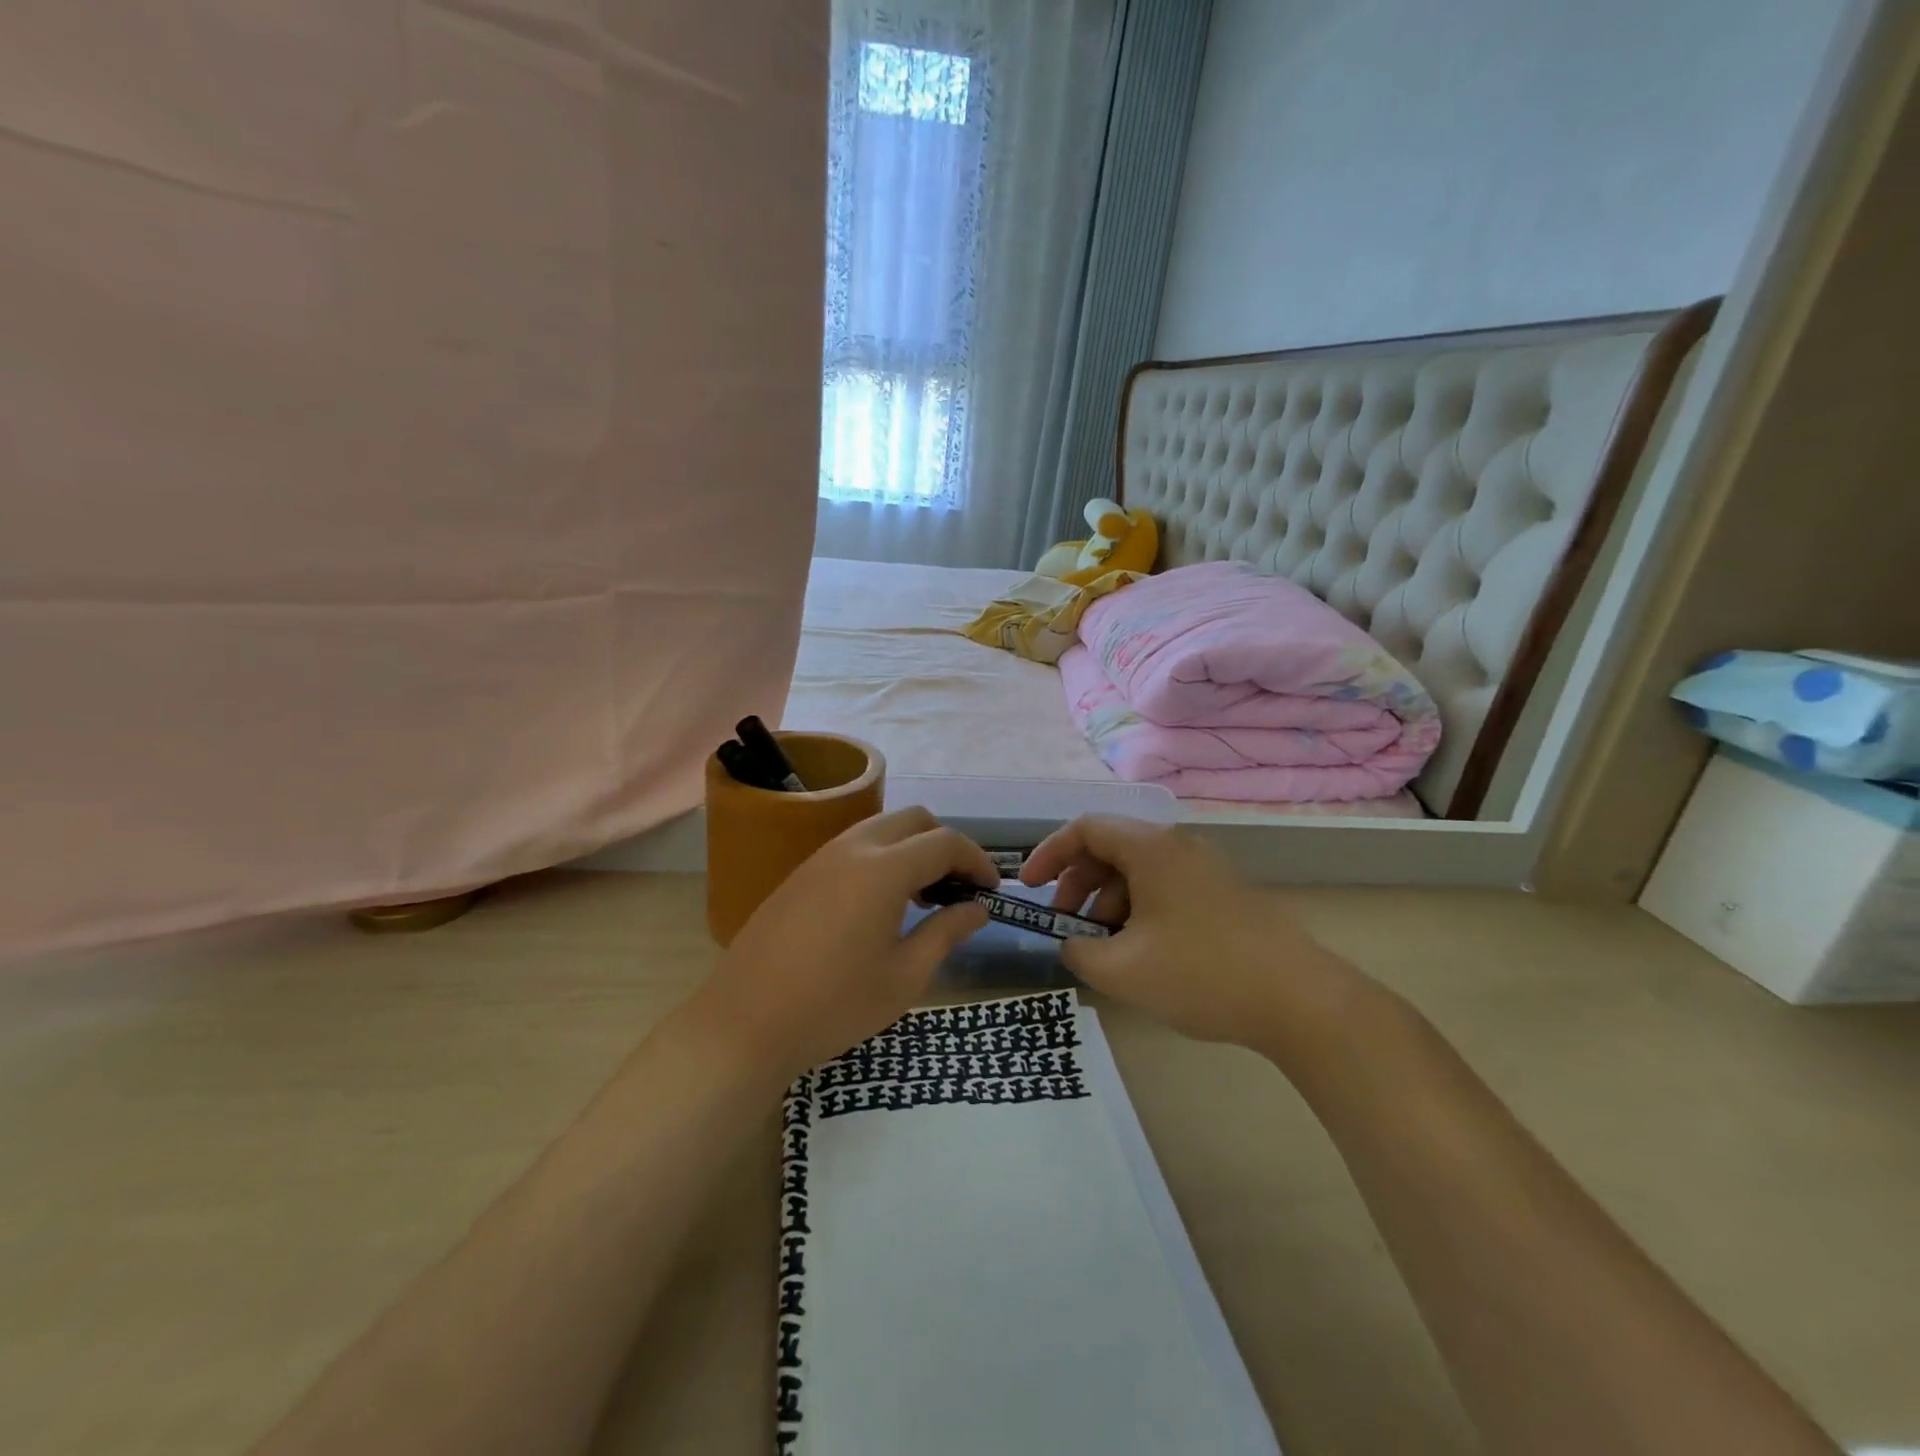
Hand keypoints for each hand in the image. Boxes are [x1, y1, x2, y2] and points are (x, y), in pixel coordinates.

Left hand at [685, 808, 995, 1084]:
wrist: (743, 1024)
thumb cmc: (834, 1006)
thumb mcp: (904, 977)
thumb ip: (946, 932)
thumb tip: (978, 908)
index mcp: (884, 869)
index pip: (945, 842)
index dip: (977, 860)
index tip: (992, 890)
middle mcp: (853, 848)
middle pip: (915, 820)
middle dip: (946, 845)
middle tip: (958, 890)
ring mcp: (821, 857)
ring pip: (882, 828)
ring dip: (912, 849)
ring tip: (923, 898)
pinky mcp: (801, 873)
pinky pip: (854, 846)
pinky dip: (883, 858)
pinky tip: (881, 904)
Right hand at [1020, 815, 1357, 1048]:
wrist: (1300, 1001)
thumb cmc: (1201, 974)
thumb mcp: (1122, 970)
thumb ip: (1078, 950)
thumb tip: (1071, 941)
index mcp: (1152, 848)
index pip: (1085, 829)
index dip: (1048, 854)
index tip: (1028, 889)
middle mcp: (1179, 846)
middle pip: (1111, 848)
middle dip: (1078, 885)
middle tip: (1066, 926)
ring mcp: (1207, 868)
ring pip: (1139, 871)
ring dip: (1109, 902)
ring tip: (1106, 950)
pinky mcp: (1225, 894)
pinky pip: (1166, 888)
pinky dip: (1140, 910)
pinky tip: (1142, 953)